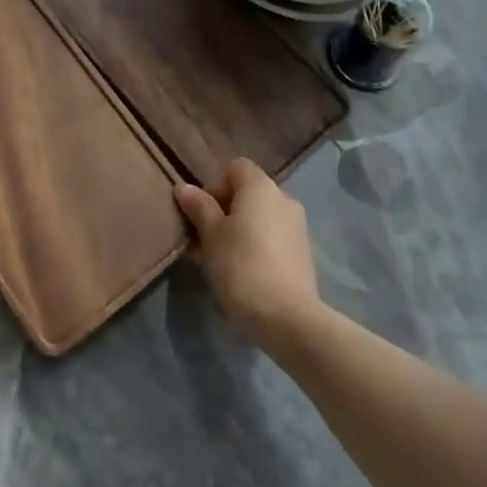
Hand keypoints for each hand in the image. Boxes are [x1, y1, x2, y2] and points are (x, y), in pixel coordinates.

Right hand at [174, 158, 322, 348]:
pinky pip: (273, 239)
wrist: (288, 317)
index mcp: (261, 187)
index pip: (235, 168)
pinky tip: (242, 274)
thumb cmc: (242, 266)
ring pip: (259, 219)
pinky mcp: (303, 253)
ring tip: (219, 262)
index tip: (202, 215)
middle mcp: (283, 198)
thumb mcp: (211, 235)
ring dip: (238, 232)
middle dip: (223, 212)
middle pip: (247, 194)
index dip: (215, 186)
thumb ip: (199, 208)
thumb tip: (184, 187)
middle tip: (203, 242)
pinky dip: (256, 247)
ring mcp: (297, 226)